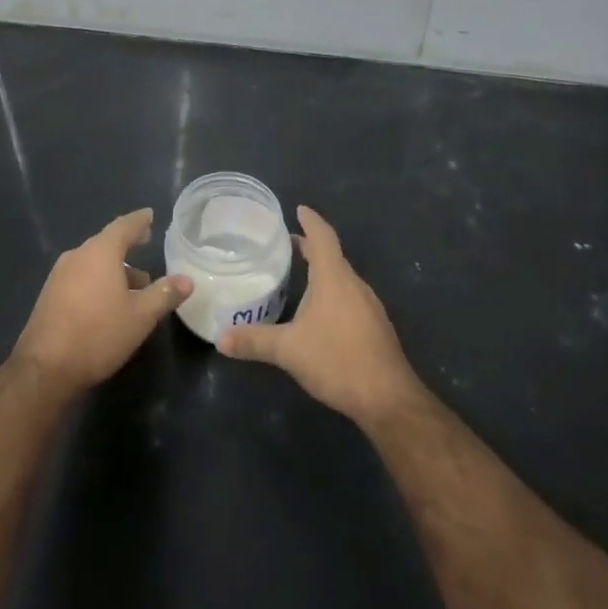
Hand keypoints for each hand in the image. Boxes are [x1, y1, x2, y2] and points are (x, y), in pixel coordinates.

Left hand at [12, 208, 192, 394]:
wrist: (45, 367)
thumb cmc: (99, 334)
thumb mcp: (140, 316)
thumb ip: (164, 294)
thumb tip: (187, 280)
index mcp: (99, 253)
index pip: (123, 226)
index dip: (138, 221)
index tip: (149, 215)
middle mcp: (77, 256)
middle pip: (106, 244)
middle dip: (127, 246)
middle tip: (145, 245)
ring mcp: (59, 275)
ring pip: (93, 263)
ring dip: (114, 269)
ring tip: (135, 285)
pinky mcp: (50, 295)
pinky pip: (80, 277)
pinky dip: (98, 281)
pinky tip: (109, 302)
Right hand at [218, 205, 423, 425]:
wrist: (388, 398)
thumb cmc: (337, 360)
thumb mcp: (288, 350)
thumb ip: (254, 341)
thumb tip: (220, 339)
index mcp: (335, 278)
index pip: (322, 237)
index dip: (310, 221)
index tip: (298, 209)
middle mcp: (355, 285)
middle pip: (332, 256)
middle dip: (310, 248)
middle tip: (286, 245)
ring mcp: (369, 307)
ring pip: (342, 279)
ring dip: (322, 272)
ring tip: (299, 276)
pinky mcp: (375, 328)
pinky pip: (349, 298)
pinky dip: (332, 294)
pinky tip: (319, 313)